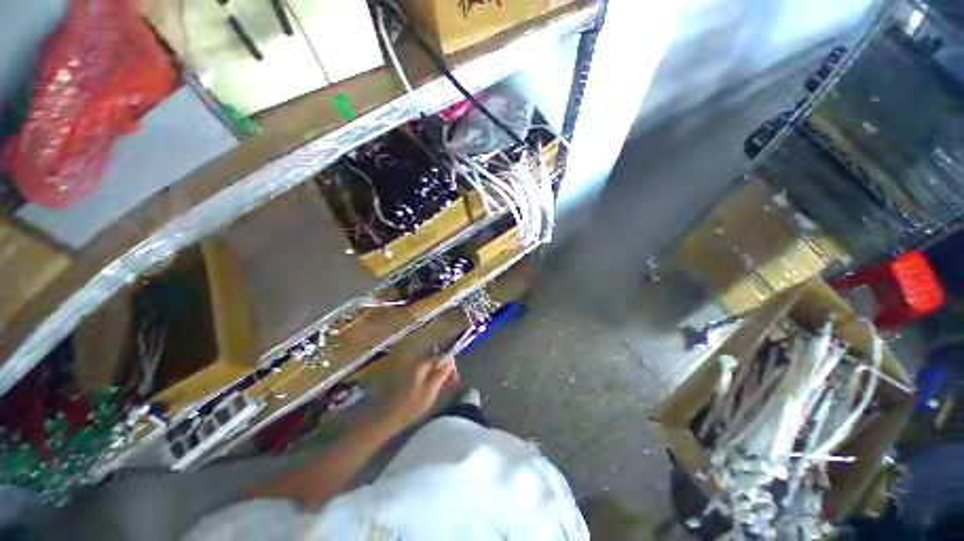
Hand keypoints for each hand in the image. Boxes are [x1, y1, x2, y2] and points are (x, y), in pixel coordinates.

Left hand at [381, 358, 457, 430]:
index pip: (441, 357)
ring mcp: (408, 371)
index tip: (455, 380)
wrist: (384, 419)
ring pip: (428, 369)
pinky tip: (430, 392)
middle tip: (449, 386)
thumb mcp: (430, 390)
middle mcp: (414, 363)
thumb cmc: (410, 406)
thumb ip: (442, 374)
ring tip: (441, 390)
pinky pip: (421, 375)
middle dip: (444, 371)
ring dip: (437, 376)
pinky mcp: (404, 380)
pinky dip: (428, 380)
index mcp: (421, 364)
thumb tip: (451, 360)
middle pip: (435, 362)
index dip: (450, 366)